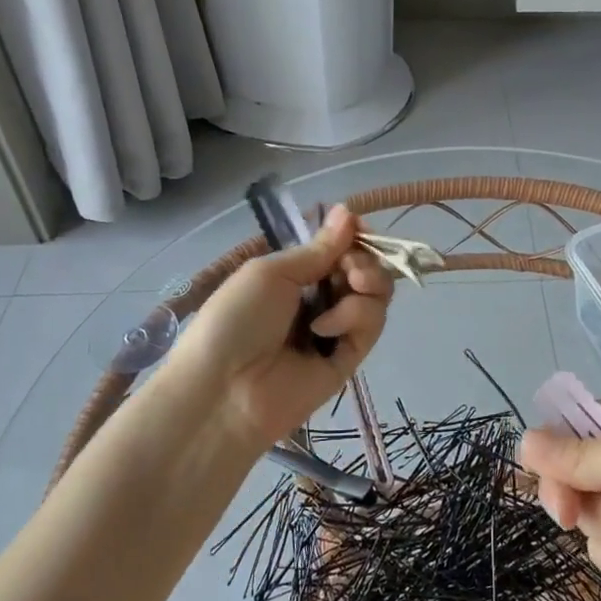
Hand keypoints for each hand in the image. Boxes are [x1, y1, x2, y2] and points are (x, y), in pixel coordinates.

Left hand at [166, 205, 394, 446]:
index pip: (339, 248)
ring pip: (376, 295)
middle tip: (350, 267)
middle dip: (365, 260)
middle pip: (365, 269)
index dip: (354, 237)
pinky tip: (325, 327)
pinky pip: (371, 325)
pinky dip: (355, 317)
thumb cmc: (236, 319)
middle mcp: (318, 298)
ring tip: (347, 289)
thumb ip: (318, 248)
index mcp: (294, 275)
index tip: (359, 229)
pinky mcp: (349, 358)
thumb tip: (349, 210)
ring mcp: (335, 328)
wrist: (224, 391)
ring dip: (367, 283)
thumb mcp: (272, 272)